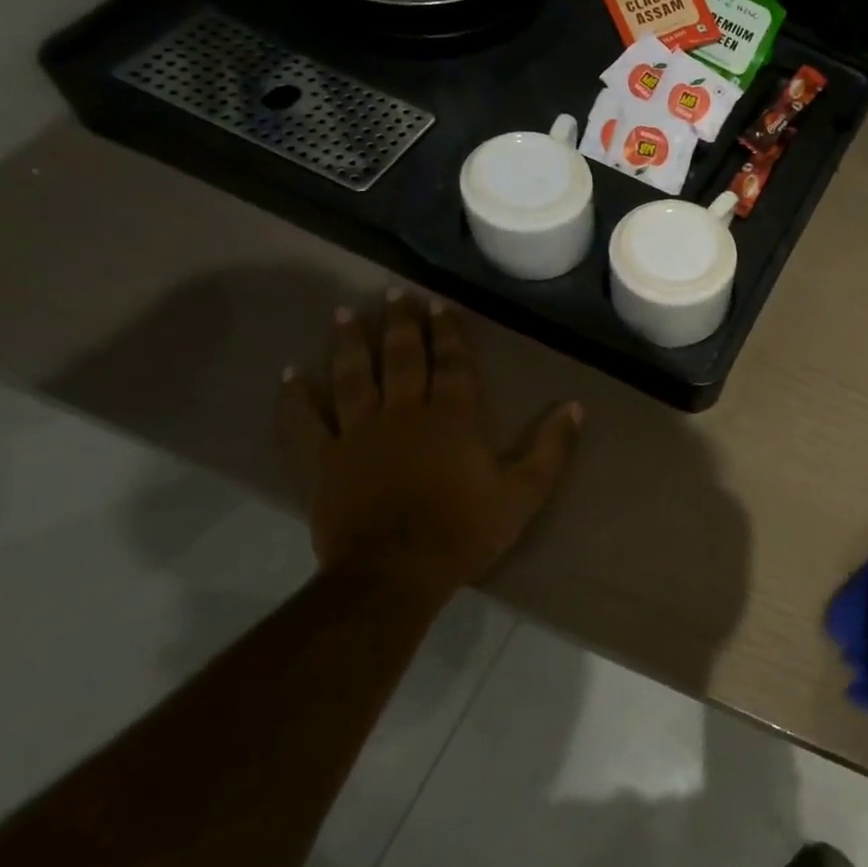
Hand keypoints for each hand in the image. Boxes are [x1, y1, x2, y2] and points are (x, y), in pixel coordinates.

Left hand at [276, 292, 582, 596]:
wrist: (396, 571)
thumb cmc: (467, 529)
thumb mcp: (525, 491)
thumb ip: (551, 447)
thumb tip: (575, 406)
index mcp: (454, 417)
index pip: (452, 363)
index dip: (447, 332)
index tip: (439, 305)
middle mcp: (405, 412)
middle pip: (401, 358)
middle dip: (400, 324)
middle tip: (394, 295)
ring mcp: (359, 434)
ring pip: (352, 377)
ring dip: (349, 344)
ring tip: (345, 314)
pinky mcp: (324, 460)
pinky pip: (305, 421)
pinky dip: (296, 397)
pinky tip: (291, 374)